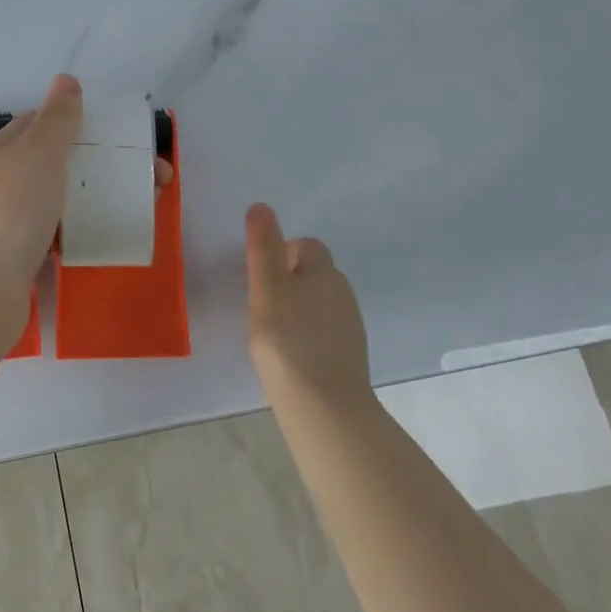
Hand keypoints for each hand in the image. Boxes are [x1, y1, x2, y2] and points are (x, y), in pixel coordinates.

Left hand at [0, 76, 174, 310]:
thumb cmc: (13, 208)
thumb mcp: (38, 151)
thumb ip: (57, 118)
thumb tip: (66, 79)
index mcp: (8, 149)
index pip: (45, 123)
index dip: (84, 122)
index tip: (125, 134)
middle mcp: (9, 179)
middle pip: (63, 161)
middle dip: (107, 163)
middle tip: (155, 177)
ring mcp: (16, 218)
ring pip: (66, 198)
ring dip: (102, 197)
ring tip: (146, 206)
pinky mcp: (26, 253)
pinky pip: (64, 232)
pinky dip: (88, 229)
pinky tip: (112, 236)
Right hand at [244, 203, 370, 401]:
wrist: (323, 404)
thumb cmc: (286, 339)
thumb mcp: (266, 288)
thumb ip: (263, 247)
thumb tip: (261, 206)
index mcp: (323, 271)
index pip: (306, 245)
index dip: (282, 253)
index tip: (260, 276)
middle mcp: (343, 292)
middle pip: (315, 273)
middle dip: (290, 279)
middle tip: (261, 303)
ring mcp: (350, 325)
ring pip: (320, 302)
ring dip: (298, 307)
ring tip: (272, 331)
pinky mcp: (349, 354)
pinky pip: (325, 330)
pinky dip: (307, 333)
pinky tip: (290, 353)